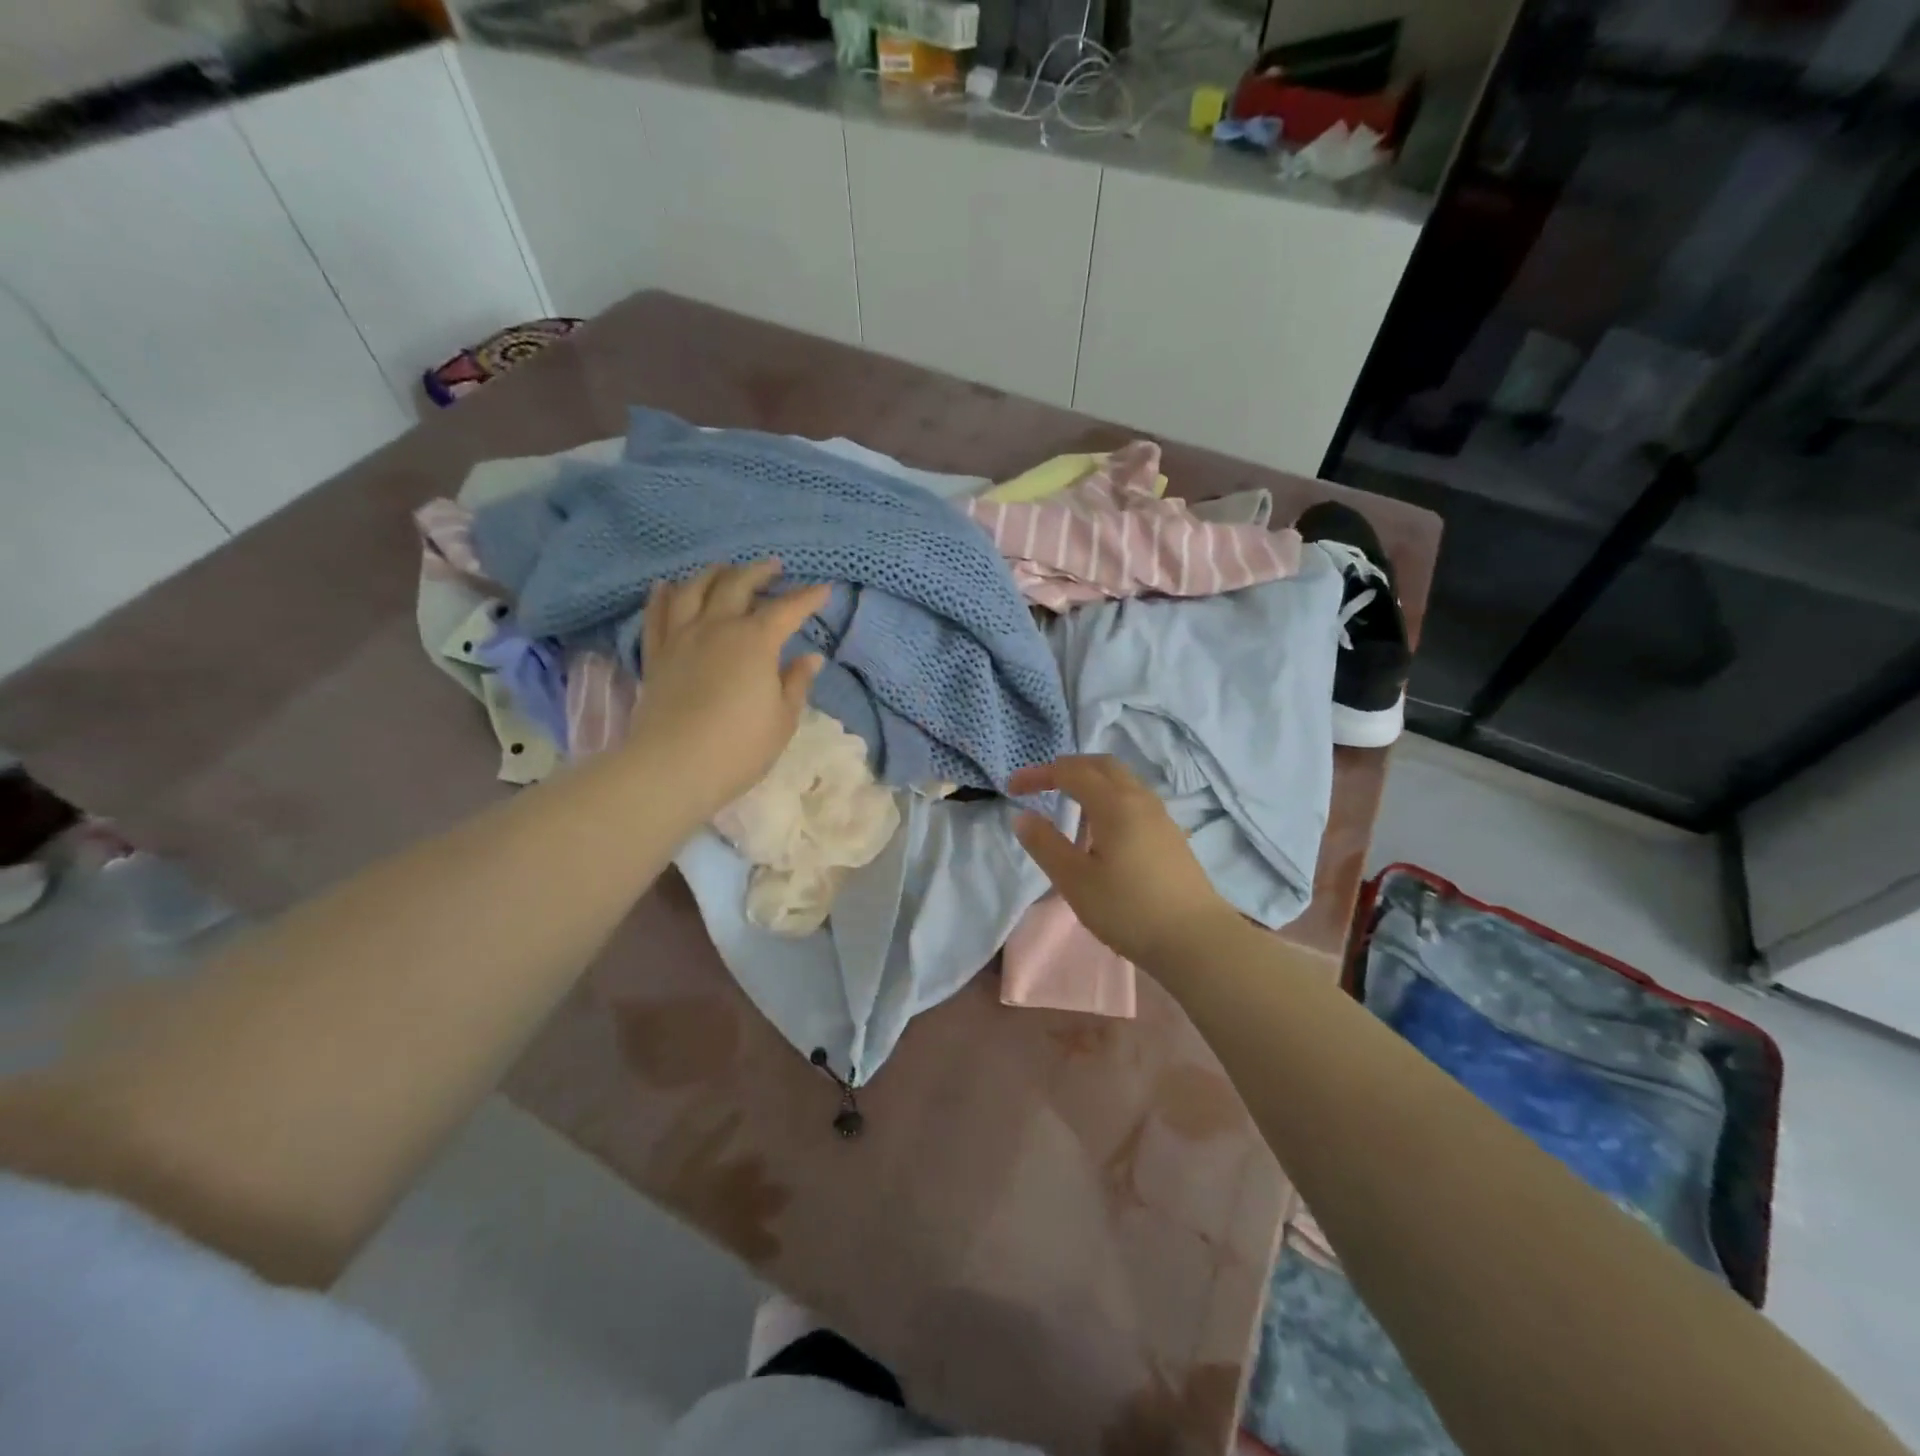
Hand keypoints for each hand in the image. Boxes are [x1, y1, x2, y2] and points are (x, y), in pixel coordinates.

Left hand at [628, 561, 830, 815]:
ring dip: (713, 574)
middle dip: (759, 572)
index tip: (823, 590)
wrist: (673, 767)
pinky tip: (667, 586)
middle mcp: (716, 627)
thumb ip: (796, 683)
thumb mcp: (782, 719)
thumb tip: (809, 657)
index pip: (787, 609)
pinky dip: (664, 595)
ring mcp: (681, 637)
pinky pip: (657, 614)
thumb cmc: (739, 747)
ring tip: (724, 569)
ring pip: (694, 589)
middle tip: (773, 567)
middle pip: (737, 585)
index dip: (808, 598)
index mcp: (755, 641)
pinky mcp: (656, 655)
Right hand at [1010, 755, 1239, 968]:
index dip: (1038, 774)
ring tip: (1068, 809)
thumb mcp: (1075, 880)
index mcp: (1114, 803)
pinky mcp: (1170, 835)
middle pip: (1101, 765)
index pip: (1069, 772)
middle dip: (1067, 768)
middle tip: (1041, 785)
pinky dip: (1109, 799)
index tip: (1012, 788)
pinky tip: (1101, 833)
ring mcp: (1160, 816)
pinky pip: (1134, 800)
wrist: (1197, 940)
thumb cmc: (1128, 909)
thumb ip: (1045, 844)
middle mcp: (1139, 799)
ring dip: (1090, 783)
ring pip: (1121, 781)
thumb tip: (1023, 816)